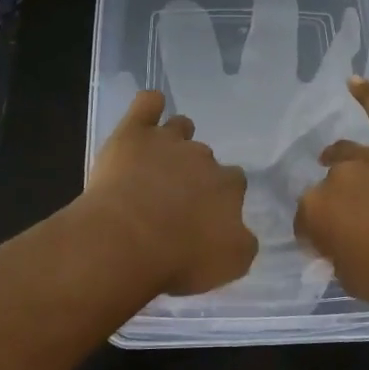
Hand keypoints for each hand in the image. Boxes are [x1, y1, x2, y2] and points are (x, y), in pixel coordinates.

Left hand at [85, 90, 257, 295]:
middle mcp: (203, 158)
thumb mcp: (229, 265)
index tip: (203, 217)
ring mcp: (167, 141)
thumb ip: (242, 244)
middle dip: (194, 174)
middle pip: (205, 158)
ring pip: (180, 127)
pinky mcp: (133, 133)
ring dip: (175, 139)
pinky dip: (150, 105)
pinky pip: (147, 103)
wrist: (126, 242)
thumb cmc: (178, 259)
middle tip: (173, 201)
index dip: (219, 199)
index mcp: (228, 187)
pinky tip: (148, 112)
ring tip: (158, 161)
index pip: (234, 184)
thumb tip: (241, 232)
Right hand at [293, 77, 368, 309]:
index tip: (325, 249)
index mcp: (316, 210)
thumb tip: (333, 247)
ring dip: (337, 156)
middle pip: (328, 186)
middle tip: (350, 223)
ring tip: (329, 157)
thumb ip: (335, 256)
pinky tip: (355, 81)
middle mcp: (337, 177)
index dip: (314, 235)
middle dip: (334, 202)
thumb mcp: (349, 279)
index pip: (305, 221)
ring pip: (347, 153)